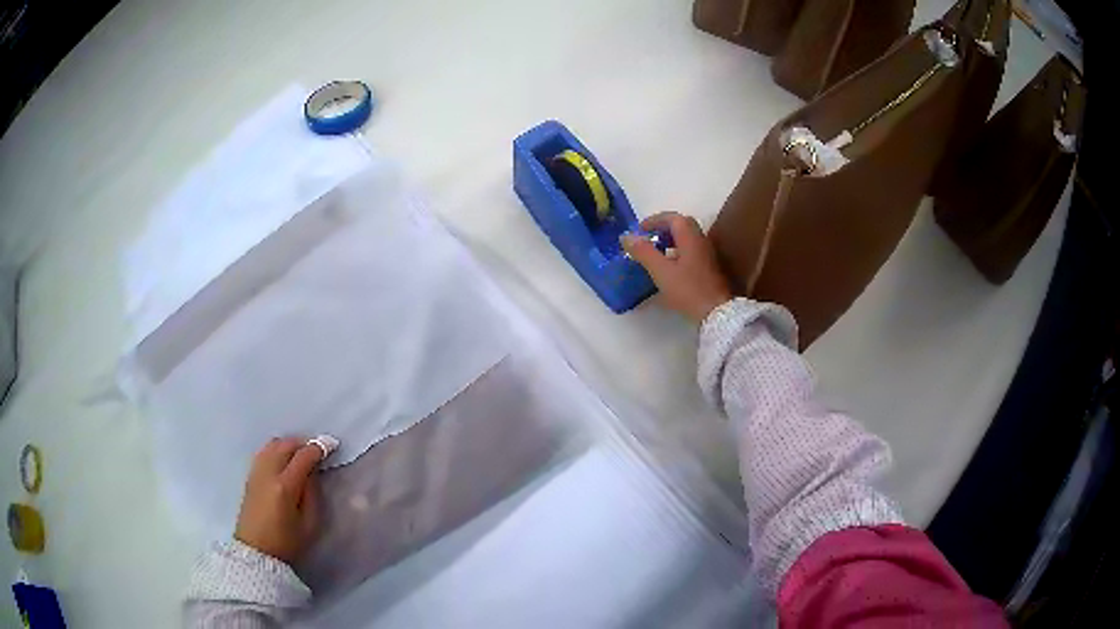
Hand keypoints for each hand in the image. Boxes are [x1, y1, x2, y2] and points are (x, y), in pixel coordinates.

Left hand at [234, 438, 323, 563]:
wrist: (256, 551)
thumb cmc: (287, 542)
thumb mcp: (310, 523)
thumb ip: (313, 494)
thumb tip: (313, 472)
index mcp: (285, 486)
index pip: (303, 456)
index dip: (319, 448)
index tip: (332, 445)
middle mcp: (268, 473)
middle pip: (286, 444)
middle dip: (303, 443)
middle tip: (317, 450)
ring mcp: (256, 472)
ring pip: (273, 444)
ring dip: (289, 444)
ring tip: (301, 454)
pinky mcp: (250, 476)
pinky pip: (264, 452)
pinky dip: (277, 449)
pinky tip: (284, 460)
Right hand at [621, 212, 732, 323]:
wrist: (717, 313)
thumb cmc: (688, 290)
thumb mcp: (661, 272)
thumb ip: (644, 252)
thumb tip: (627, 237)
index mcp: (690, 237)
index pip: (672, 218)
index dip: (654, 220)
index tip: (639, 230)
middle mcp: (701, 241)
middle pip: (682, 225)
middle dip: (663, 228)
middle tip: (648, 238)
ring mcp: (707, 254)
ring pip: (687, 238)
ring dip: (671, 240)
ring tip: (656, 252)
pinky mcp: (709, 267)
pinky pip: (691, 250)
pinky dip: (678, 251)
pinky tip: (670, 267)